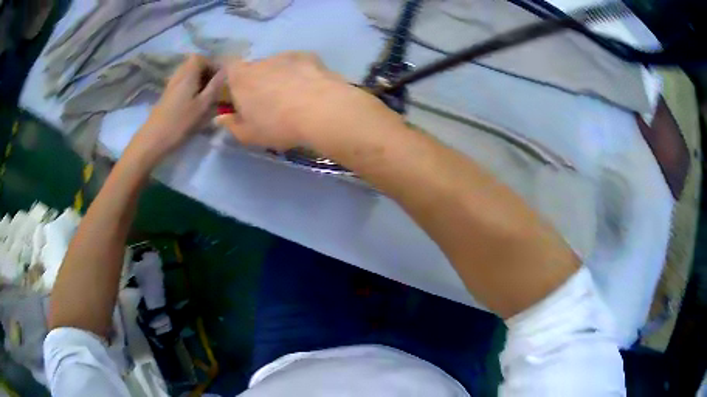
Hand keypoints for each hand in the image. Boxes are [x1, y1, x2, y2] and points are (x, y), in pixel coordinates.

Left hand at [128, 54, 223, 164]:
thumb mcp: (203, 105)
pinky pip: (183, 83)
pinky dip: (191, 88)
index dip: (213, 65)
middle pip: (194, 64)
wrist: (153, 139)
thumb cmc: (180, 122)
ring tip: (206, 96)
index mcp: (188, 73)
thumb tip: (226, 72)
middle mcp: (178, 74)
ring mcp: (171, 84)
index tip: (221, 78)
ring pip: (188, 74)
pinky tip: (194, 103)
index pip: (202, 58)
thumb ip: (215, 86)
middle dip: (207, 72)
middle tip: (215, 87)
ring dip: (199, 81)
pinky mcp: (167, 95)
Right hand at [215, 52, 399, 150]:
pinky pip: (299, 64)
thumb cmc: (278, 125)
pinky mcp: (310, 57)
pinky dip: (300, 74)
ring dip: (279, 77)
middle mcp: (262, 61)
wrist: (322, 111)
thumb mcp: (249, 135)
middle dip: (257, 81)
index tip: (233, 90)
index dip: (229, 76)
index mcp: (241, 77)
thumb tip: (220, 119)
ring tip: (292, 97)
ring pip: (277, 65)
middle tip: (266, 102)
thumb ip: (231, 125)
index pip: (228, 66)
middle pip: (254, 68)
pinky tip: (310, 89)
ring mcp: (287, 56)